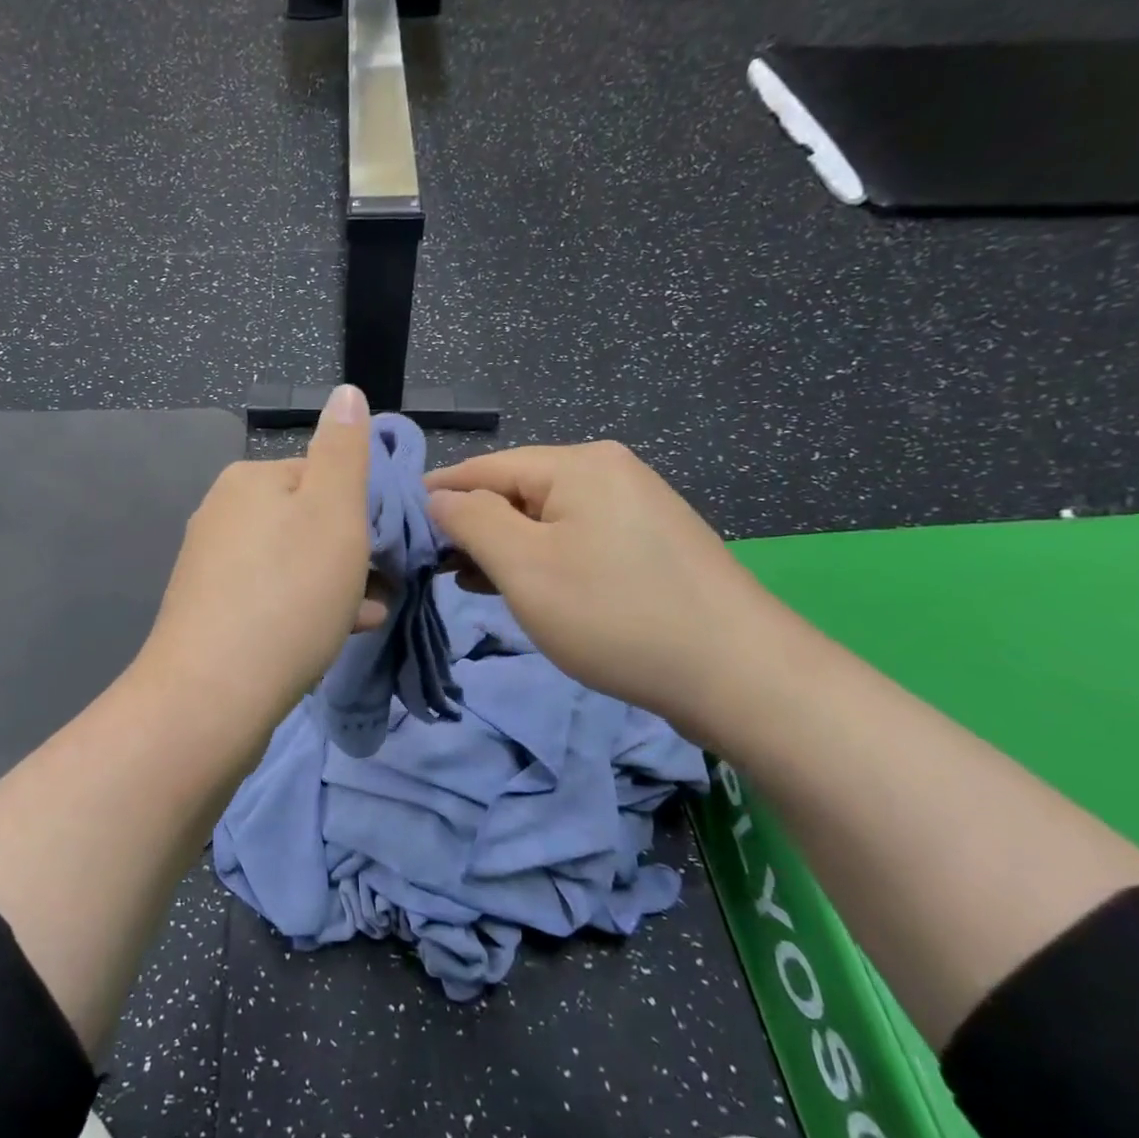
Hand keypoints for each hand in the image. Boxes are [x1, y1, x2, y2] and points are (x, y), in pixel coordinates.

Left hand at [138, 385, 381, 734]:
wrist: (211, 697)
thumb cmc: (287, 596)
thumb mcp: (333, 512)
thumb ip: (344, 450)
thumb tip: (346, 392)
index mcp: (249, 479)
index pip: (324, 474)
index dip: (364, 507)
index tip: (391, 546)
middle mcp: (223, 513)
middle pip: (308, 520)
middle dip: (352, 551)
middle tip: (385, 585)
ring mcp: (211, 566)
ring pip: (294, 563)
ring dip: (336, 583)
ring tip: (371, 614)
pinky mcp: (210, 612)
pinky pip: (272, 598)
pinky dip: (306, 609)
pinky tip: (335, 635)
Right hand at [425, 442, 785, 734]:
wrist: (739, 674)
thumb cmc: (616, 615)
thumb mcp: (525, 567)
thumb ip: (471, 521)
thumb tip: (438, 497)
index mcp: (578, 463)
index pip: (483, 468)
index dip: (436, 497)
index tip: (398, 529)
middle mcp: (608, 469)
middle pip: (515, 490)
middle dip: (472, 527)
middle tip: (433, 569)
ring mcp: (634, 504)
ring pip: (544, 517)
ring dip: (504, 547)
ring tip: (471, 583)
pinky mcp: (649, 541)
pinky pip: (575, 537)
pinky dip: (542, 558)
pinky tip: (525, 587)